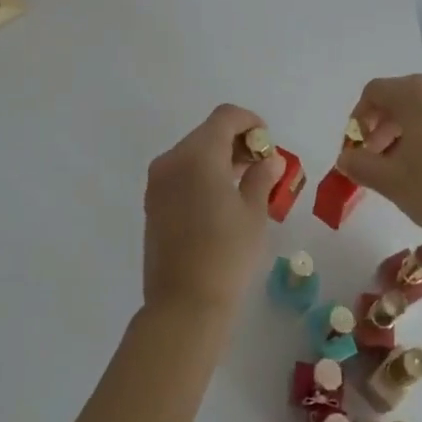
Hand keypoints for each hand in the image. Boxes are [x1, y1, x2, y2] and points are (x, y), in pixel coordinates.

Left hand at [142, 104, 282, 320]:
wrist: (183, 305)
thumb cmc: (226, 254)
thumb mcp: (253, 213)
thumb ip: (261, 177)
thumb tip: (269, 159)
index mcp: (198, 154)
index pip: (225, 117)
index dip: (250, 121)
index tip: (268, 142)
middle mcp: (172, 159)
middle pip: (207, 132)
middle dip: (236, 140)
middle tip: (262, 165)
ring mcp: (158, 181)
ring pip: (193, 152)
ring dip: (219, 157)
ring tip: (246, 183)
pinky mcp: (152, 201)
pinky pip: (181, 172)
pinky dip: (202, 173)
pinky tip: (222, 198)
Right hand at [337, 75, 421, 243]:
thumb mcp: (390, 181)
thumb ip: (360, 165)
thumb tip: (345, 158)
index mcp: (416, 93)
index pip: (375, 91)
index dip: (358, 118)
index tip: (357, 149)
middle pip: (400, 96)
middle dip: (381, 126)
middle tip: (375, 159)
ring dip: (404, 131)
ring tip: (400, 166)